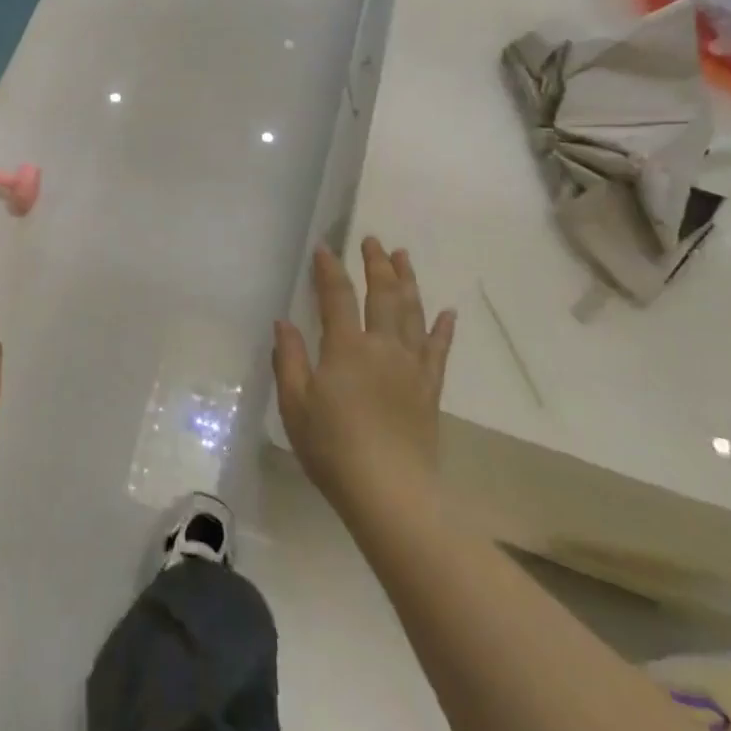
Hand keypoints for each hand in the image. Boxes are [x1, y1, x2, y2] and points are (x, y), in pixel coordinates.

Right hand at [273, 237, 455, 508]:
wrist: (389, 490)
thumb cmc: (332, 447)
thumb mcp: (295, 404)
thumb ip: (290, 359)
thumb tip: (284, 322)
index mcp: (345, 348)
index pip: (337, 297)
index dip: (329, 270)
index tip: (325, 247)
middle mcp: (382, 347)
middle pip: (383, 295)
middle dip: (376, 264)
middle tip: (373, 240)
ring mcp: (411, 366)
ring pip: (412, 312)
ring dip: (408, 281)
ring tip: (404, 256)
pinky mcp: (429, 388)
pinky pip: (438, 349)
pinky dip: (442, 328)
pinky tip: (446, 312)